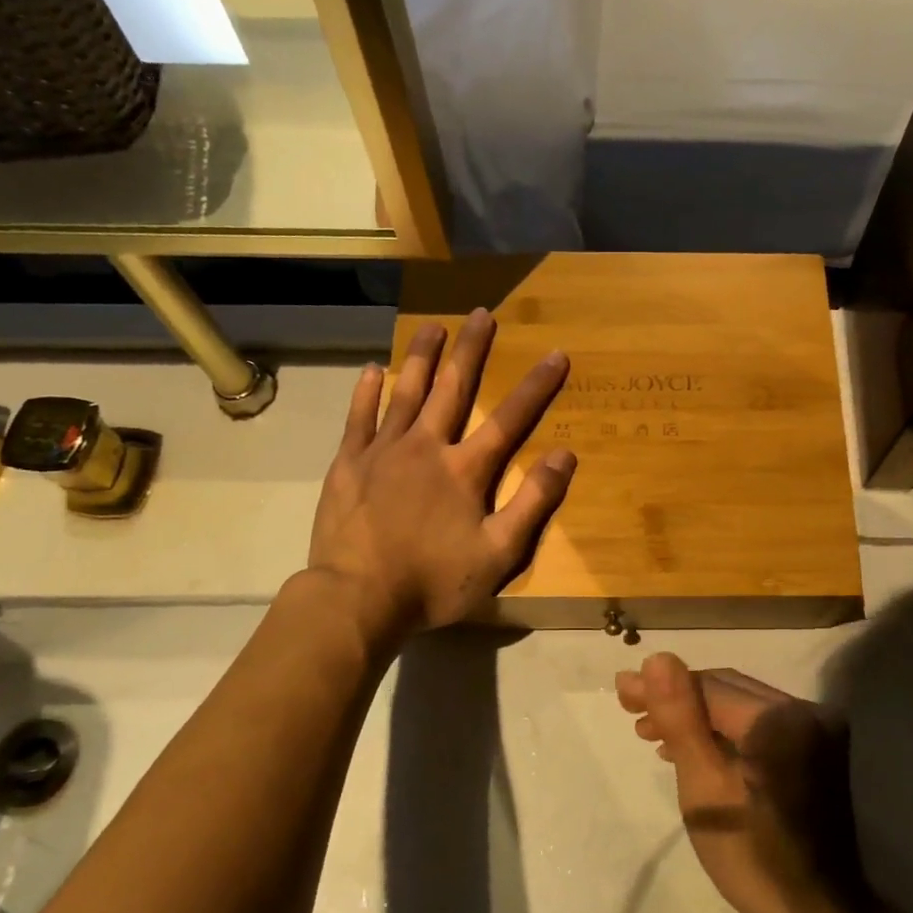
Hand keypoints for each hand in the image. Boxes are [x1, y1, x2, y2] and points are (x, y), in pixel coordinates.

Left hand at [306, 309, 575, 642]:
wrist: (358, 599)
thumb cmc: (434, 580)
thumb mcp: (499, 553)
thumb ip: (533, 502)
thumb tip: (564, 455)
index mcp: (465, 470)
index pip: (509, 418)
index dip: (535, 386)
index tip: (555, 353)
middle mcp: (426, 447)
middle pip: (453, 389)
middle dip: (471, 350)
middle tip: (482, 313)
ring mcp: (383, 451)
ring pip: (405, 392)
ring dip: (421, 356)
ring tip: (432, 325)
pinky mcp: (348, 464)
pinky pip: (359, 417)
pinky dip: (367, 392)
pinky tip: (372, 369)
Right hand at [616, 655, 863, 912]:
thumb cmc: (751, 854)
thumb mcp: (704, 785)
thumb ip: (681, 717)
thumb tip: (657, 659)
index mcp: (779, 718)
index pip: (709, 685)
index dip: (662, 686)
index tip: (622, 692)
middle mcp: (804, 710)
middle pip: (726, 689)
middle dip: (677, 697)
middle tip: (631, 708)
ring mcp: (815, 730)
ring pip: (740, 706)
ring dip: (696, 715)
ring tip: (651, 731)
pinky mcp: (815, 750)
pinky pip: (759, 726)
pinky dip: (723, 732)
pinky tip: (692, 748)